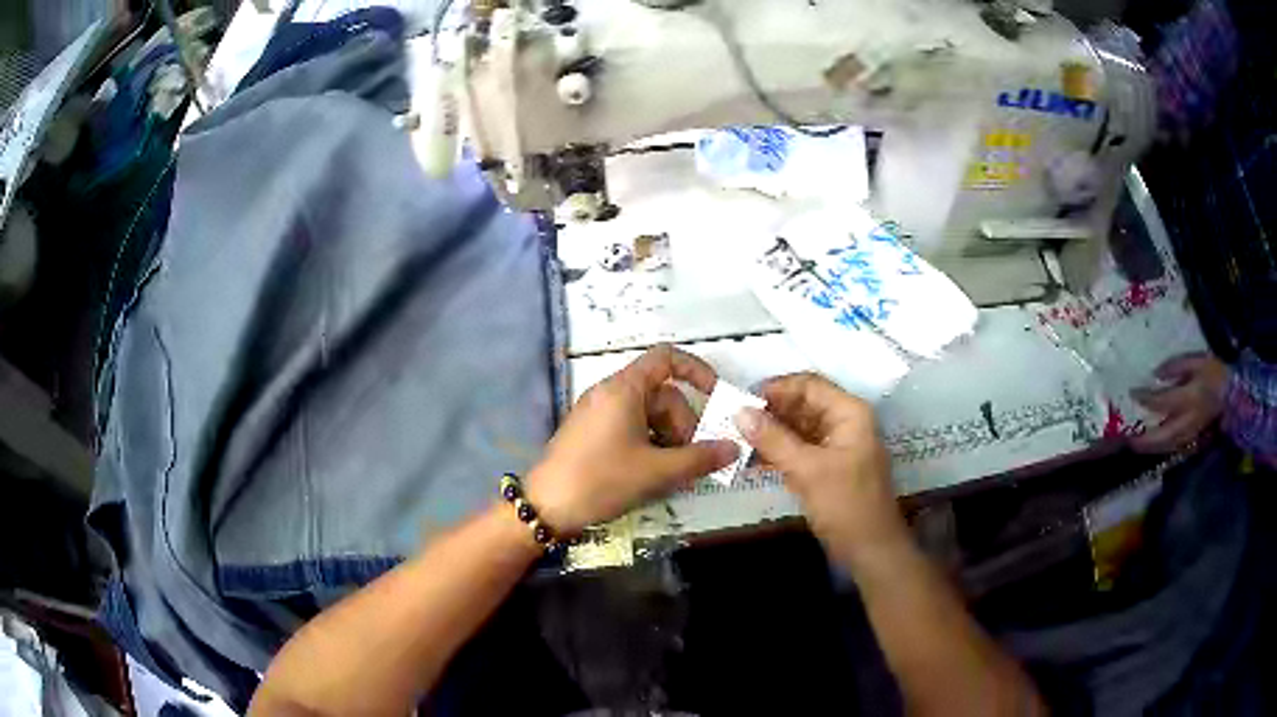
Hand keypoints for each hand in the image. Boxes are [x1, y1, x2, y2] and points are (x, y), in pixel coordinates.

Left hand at [525, 344, 737, 533]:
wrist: (546, 506)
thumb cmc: (602, 480)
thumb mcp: (657, 471)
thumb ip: (700, 458)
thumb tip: (735, 448)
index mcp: (624, 389)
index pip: (666, 358)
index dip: (696, 371)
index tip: (716, 397)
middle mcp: (609, 393)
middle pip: (661, 394)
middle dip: (683, 423)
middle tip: (692, 458)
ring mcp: (597, 413)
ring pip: (646, 414)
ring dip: (667, 438)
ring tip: (673, 472)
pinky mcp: (590, 433)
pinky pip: (629, 427)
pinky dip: (648, 444)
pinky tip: (652, 474)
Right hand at [734, 372, 906, 564]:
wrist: (870, 551)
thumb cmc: (846, 505)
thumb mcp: (807, 470)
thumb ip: (773, 439)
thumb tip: (739, 412)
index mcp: (848, 413)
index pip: (808, 385)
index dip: (775, 389)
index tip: (740, 401)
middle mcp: (843, 423)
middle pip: (801, 405)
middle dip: (769, 413)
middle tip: (731, 423)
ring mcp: (835, 446)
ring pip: (797, 429)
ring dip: (769, 434)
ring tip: (735, 442)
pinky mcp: (826, 468)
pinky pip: (798, 450)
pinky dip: (777, 453)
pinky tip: (750, 461)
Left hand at [1130, 353, 1229, 452]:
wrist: (1234, 393)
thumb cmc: (1216, 372)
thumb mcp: (1197, 361)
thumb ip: (1176, 366)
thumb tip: (1156, 374)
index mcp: (1189, 398)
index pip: (1162, 402)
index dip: (1146, 399)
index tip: (1132, 393)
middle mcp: (1188, 420)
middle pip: (1162, 435)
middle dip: (1145, 439)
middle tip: (1128, 438)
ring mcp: (1192, 433)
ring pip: (1167, 445)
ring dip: (1151, 447)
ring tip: (1137, 444)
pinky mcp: (1195, 438)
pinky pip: (1175, 446)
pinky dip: (1162, 447)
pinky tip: (1154, 445)